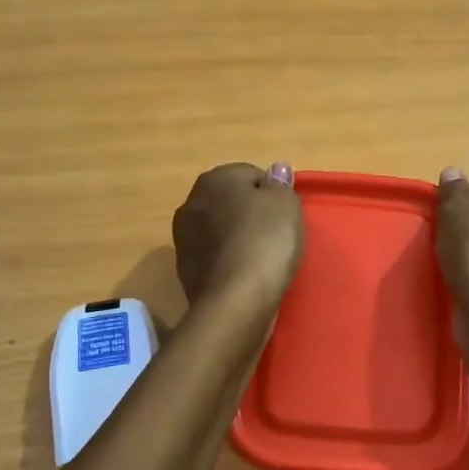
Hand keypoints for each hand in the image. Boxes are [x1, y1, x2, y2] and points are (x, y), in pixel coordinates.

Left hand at [173, 162, 303, 308]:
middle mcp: (191, 202)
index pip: (251, 175)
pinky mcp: (184, 270)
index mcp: (215, 178)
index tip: (285, 217)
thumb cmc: (265, 241)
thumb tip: (276, 169)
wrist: (236, 300)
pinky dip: (227, 262)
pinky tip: (244, 276)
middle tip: (275, 236)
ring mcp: (183, 238)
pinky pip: (214, 257)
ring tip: (260, 259)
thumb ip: (280, 183)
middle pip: (230, 202)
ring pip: (219, 229)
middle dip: (250, 215)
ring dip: (236, 238)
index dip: (272, 195)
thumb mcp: (286, 203)